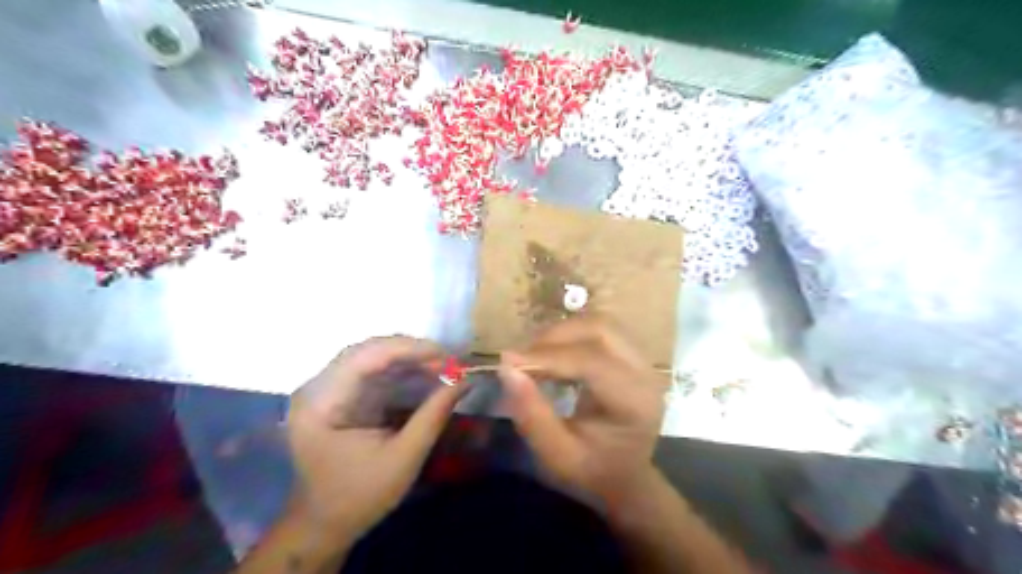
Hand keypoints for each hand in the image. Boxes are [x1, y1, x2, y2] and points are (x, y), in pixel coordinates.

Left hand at [288, 337, 462, 537]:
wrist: (324, 524)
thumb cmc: (360, 496)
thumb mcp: (404, 458)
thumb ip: (434, 415)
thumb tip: (466, 381)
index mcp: (322, 403)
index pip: (366, 357)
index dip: (409, 349)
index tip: (447, 356)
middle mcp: (317, 387)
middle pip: (367, 350)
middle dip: (411, 351)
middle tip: (448, 361)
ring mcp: (325, 389)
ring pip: (370, 356)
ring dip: (407, 358)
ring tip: (441, 366)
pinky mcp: (337, 394)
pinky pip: (370, 369)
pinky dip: (399, 369)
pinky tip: (422, 373)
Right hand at [498, 315, 672, 508]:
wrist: (626, 476)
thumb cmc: (592, 470)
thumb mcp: (557, 456)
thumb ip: (532, 415)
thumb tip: (507, 369)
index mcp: (634, 403)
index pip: (593, 363)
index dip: (548, 357)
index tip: (508, 360)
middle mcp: (645, 373)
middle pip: (601, 330)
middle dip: (556, 337)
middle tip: (522, 357)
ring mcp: (642, 359)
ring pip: (600, 323)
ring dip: (563, 332)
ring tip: (535, 354)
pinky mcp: (632, 354)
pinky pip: (600, 329)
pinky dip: (572, 335)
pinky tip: (553, 354)